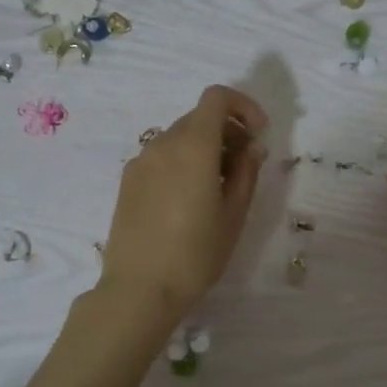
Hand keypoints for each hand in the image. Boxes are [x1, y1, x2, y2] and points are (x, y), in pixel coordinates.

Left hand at [100, 84, 267, 319]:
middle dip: (227, 130)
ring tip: (219, 186)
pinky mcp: (128, 181)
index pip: (216, 98)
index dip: (243, 106)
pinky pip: (161, 156)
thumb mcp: (233, 214)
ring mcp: (141, 161)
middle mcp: (162, 143)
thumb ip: (246, 172)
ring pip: (179, 137)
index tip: (258, 133)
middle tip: (245, 165)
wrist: (139, 289)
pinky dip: (182, 161)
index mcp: (193, 146)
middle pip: (199, 117)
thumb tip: (252, 147)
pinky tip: (189, 199)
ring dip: (204, 147)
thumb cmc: (195, 254)